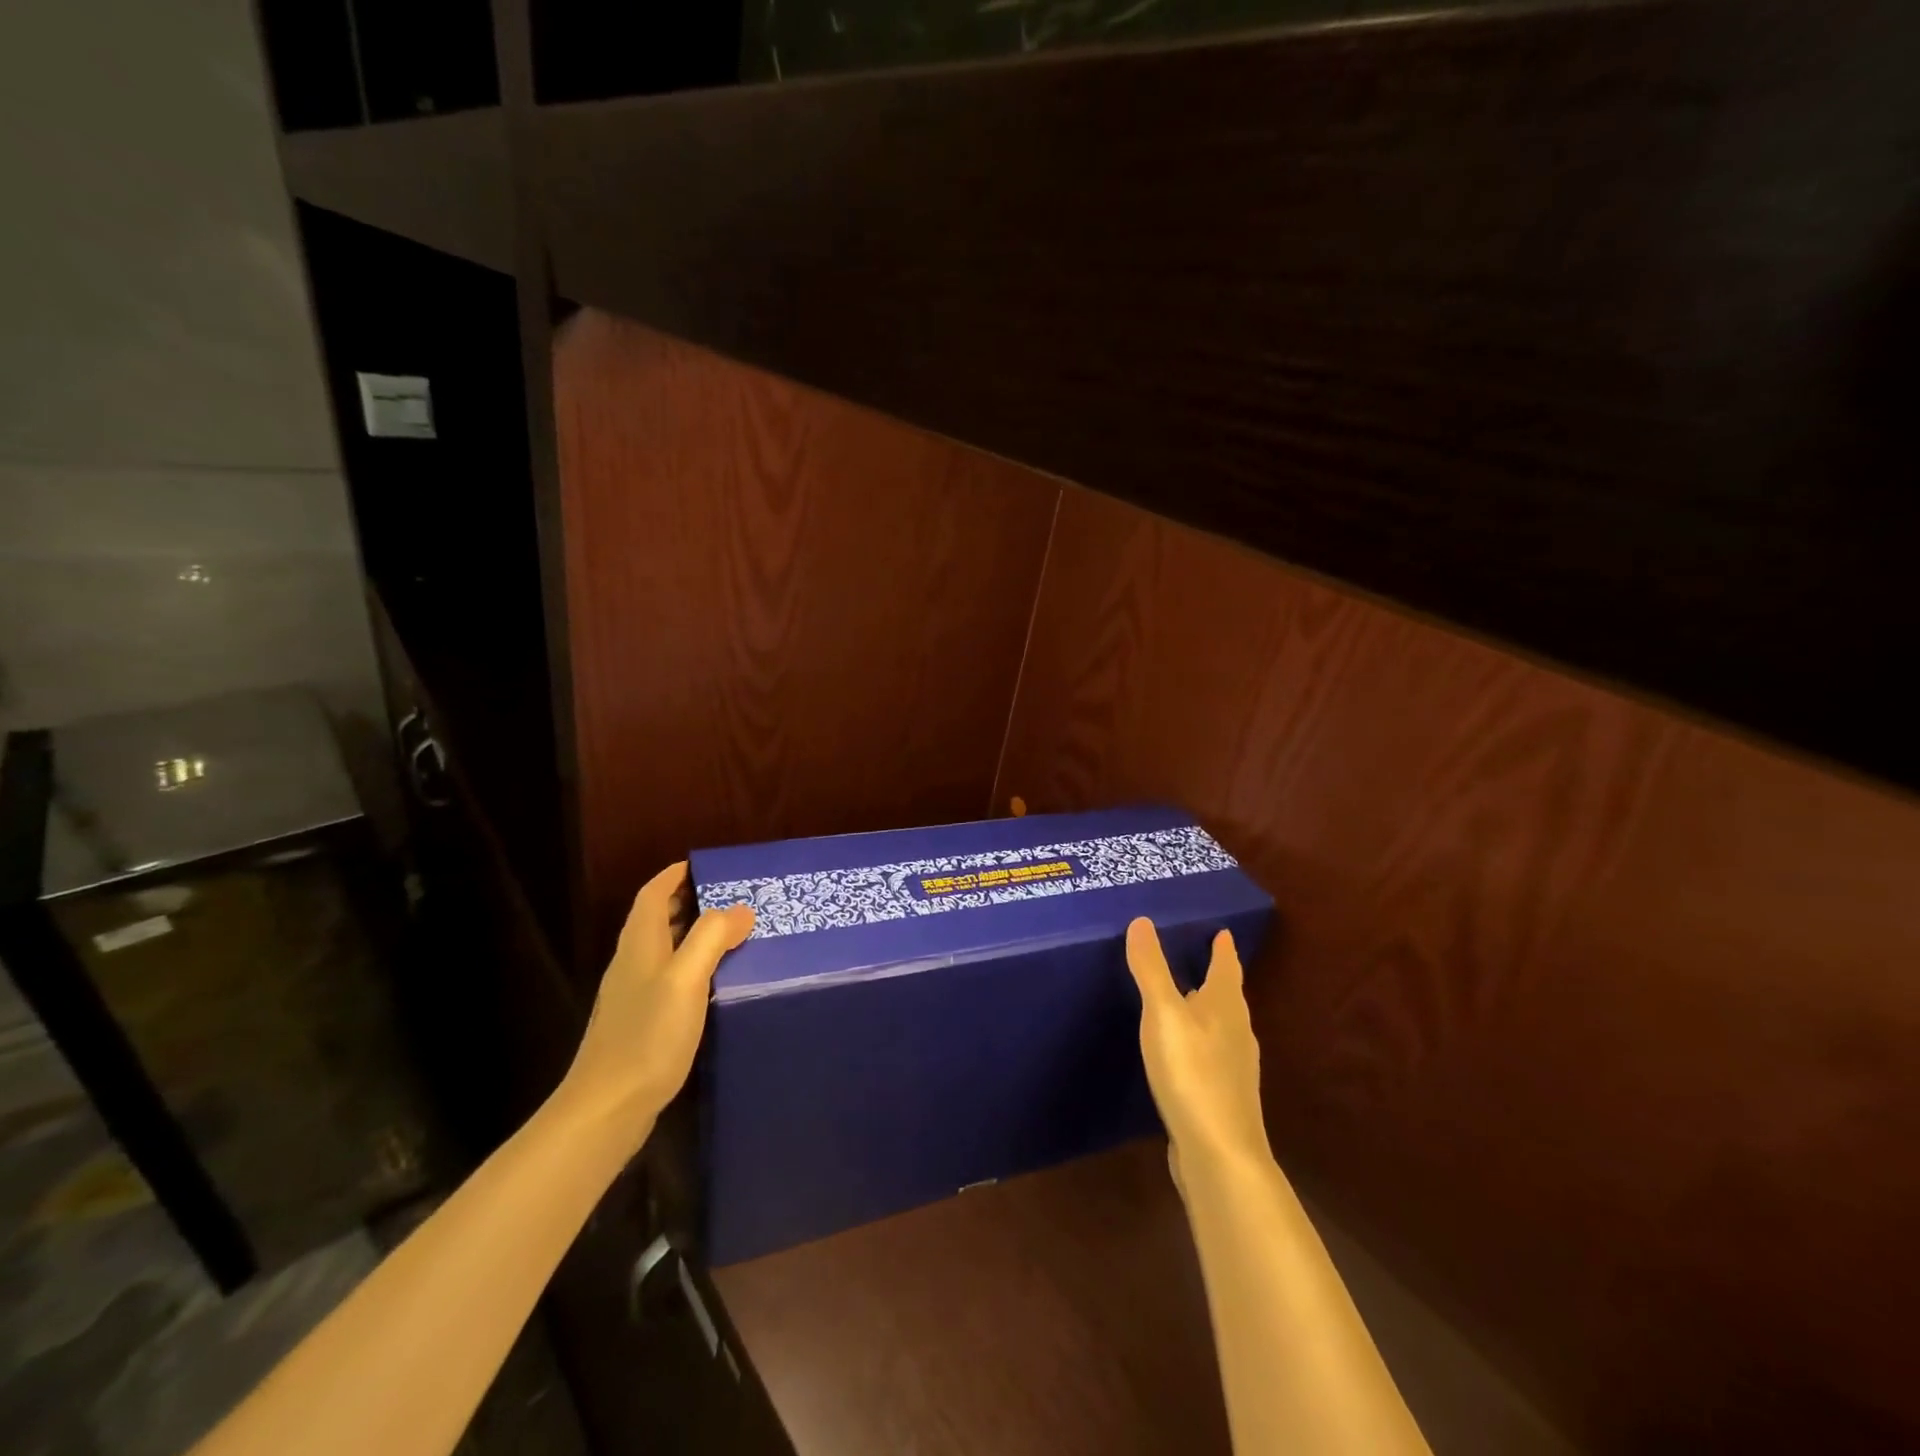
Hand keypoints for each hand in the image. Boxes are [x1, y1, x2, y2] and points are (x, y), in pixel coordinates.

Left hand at [558, 862, 753, 1147]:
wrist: (607, 1109)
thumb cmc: (647, 1036)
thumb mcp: (685, 979)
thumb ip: (711, 938)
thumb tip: (740, 909)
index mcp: (640, 944)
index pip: (653, 894)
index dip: (675, 875)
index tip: (706, 865)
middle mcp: (633, 963)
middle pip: (659, 918)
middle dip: (691, 900)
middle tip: (732, 896)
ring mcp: (634, 995)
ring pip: (666, 948)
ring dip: (694, 933)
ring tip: (734, 932)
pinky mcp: (642, 1022)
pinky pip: (671, 976)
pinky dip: (693, 965)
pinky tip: (716, 981)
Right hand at [1125, 919, 1271, 1182]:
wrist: (1219, 1154)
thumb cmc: (1192, 1073)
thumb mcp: (1163, 1013)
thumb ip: (1152, 969)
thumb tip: (1142, 921)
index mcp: (1225, 1006)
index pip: (1226, 967)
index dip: (1223, 949)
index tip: (1224, 931)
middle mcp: (1236, 1032)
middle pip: (1228, 996)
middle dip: (1217, 976)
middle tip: (1200, 957)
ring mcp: (1233, 1068)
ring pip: (1222, 1027)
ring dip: (1208, 1009)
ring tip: (1189, 999)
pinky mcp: (1222, 1097)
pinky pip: (1212, 1055)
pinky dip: (1200, 1041)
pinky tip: (1184, 1052)